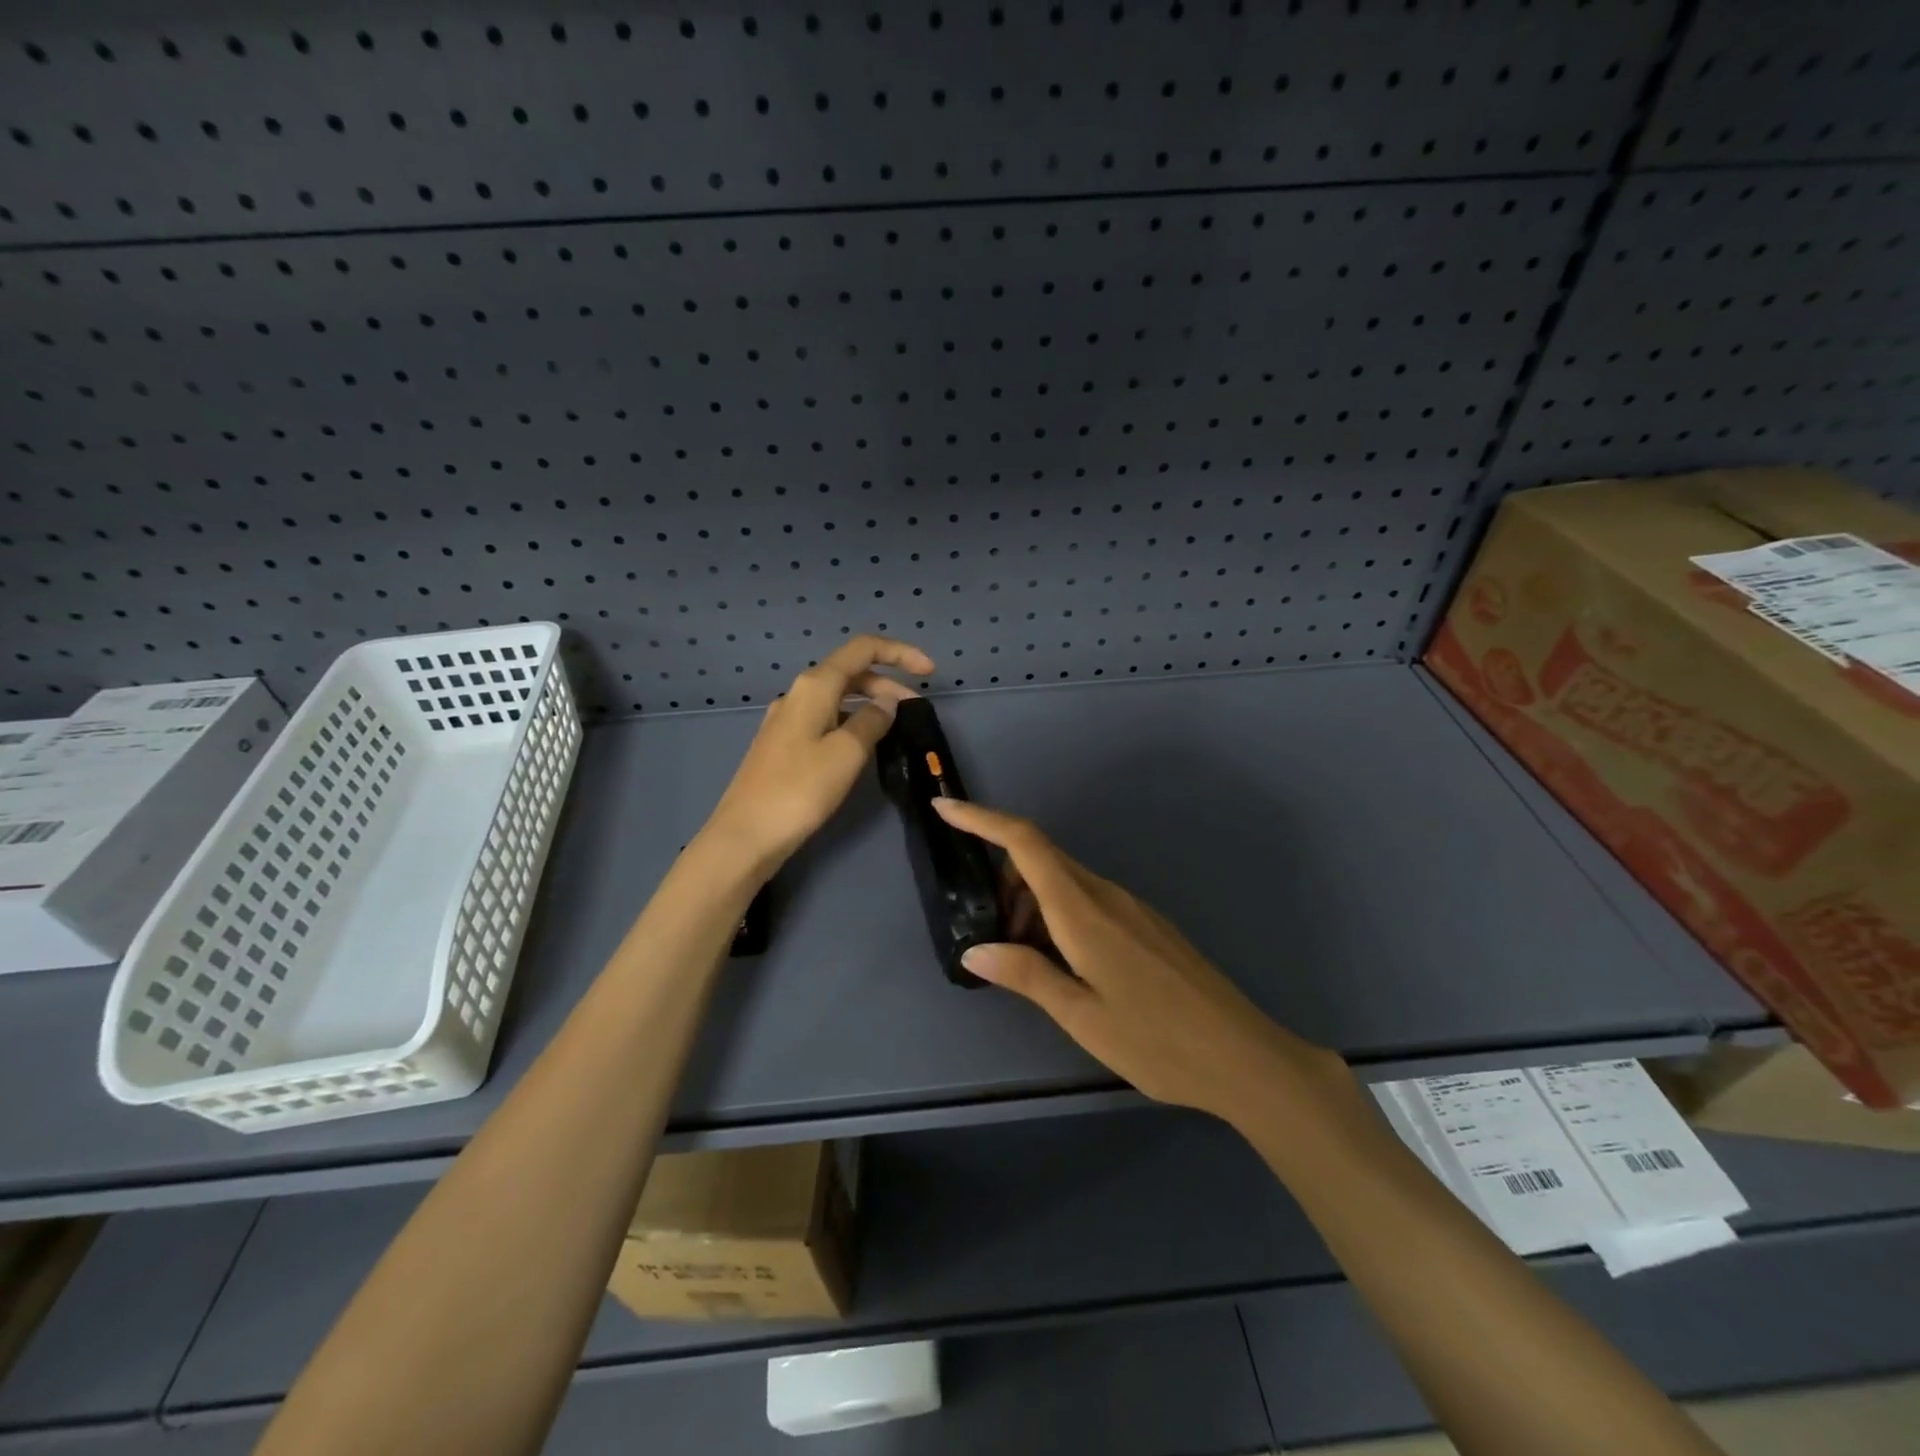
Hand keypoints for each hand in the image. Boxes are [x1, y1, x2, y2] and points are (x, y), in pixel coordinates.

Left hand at [705, 636, 934, 875]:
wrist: (746, 835)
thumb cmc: (800, 790)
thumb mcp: (847, 753)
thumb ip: (872, 720)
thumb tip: (887, 701)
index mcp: (815, 686)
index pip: (862, 649)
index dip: (899, 653)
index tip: (930, 672)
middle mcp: (798, 694)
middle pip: (850, 672)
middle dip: (888, 682)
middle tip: (917, 708)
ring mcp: (788, 720)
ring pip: (837, 697)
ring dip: (870, 703)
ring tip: (895, 727)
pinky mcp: (784, 744)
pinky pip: (826, 719)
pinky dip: (851, 721)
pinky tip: (862, 746)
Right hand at [933, 797, 1339, 1121]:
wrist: (1243, 1055)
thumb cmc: (1156, 1041)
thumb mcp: (1081, 1015)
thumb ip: (1025, 975)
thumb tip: (974, 950)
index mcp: (1083, 910)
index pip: (1025, 843)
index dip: (982, 818)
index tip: (944, 808)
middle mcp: (1106, 895)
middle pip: (1041, 859)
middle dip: (1003, 880)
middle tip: (988, 933)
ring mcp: (1131, 907)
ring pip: (1065, 882)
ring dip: (1031, 904)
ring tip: (1026, 962)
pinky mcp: (1146, 924)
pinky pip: (1089, 901)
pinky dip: (1059, 916)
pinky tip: (1064, 965)